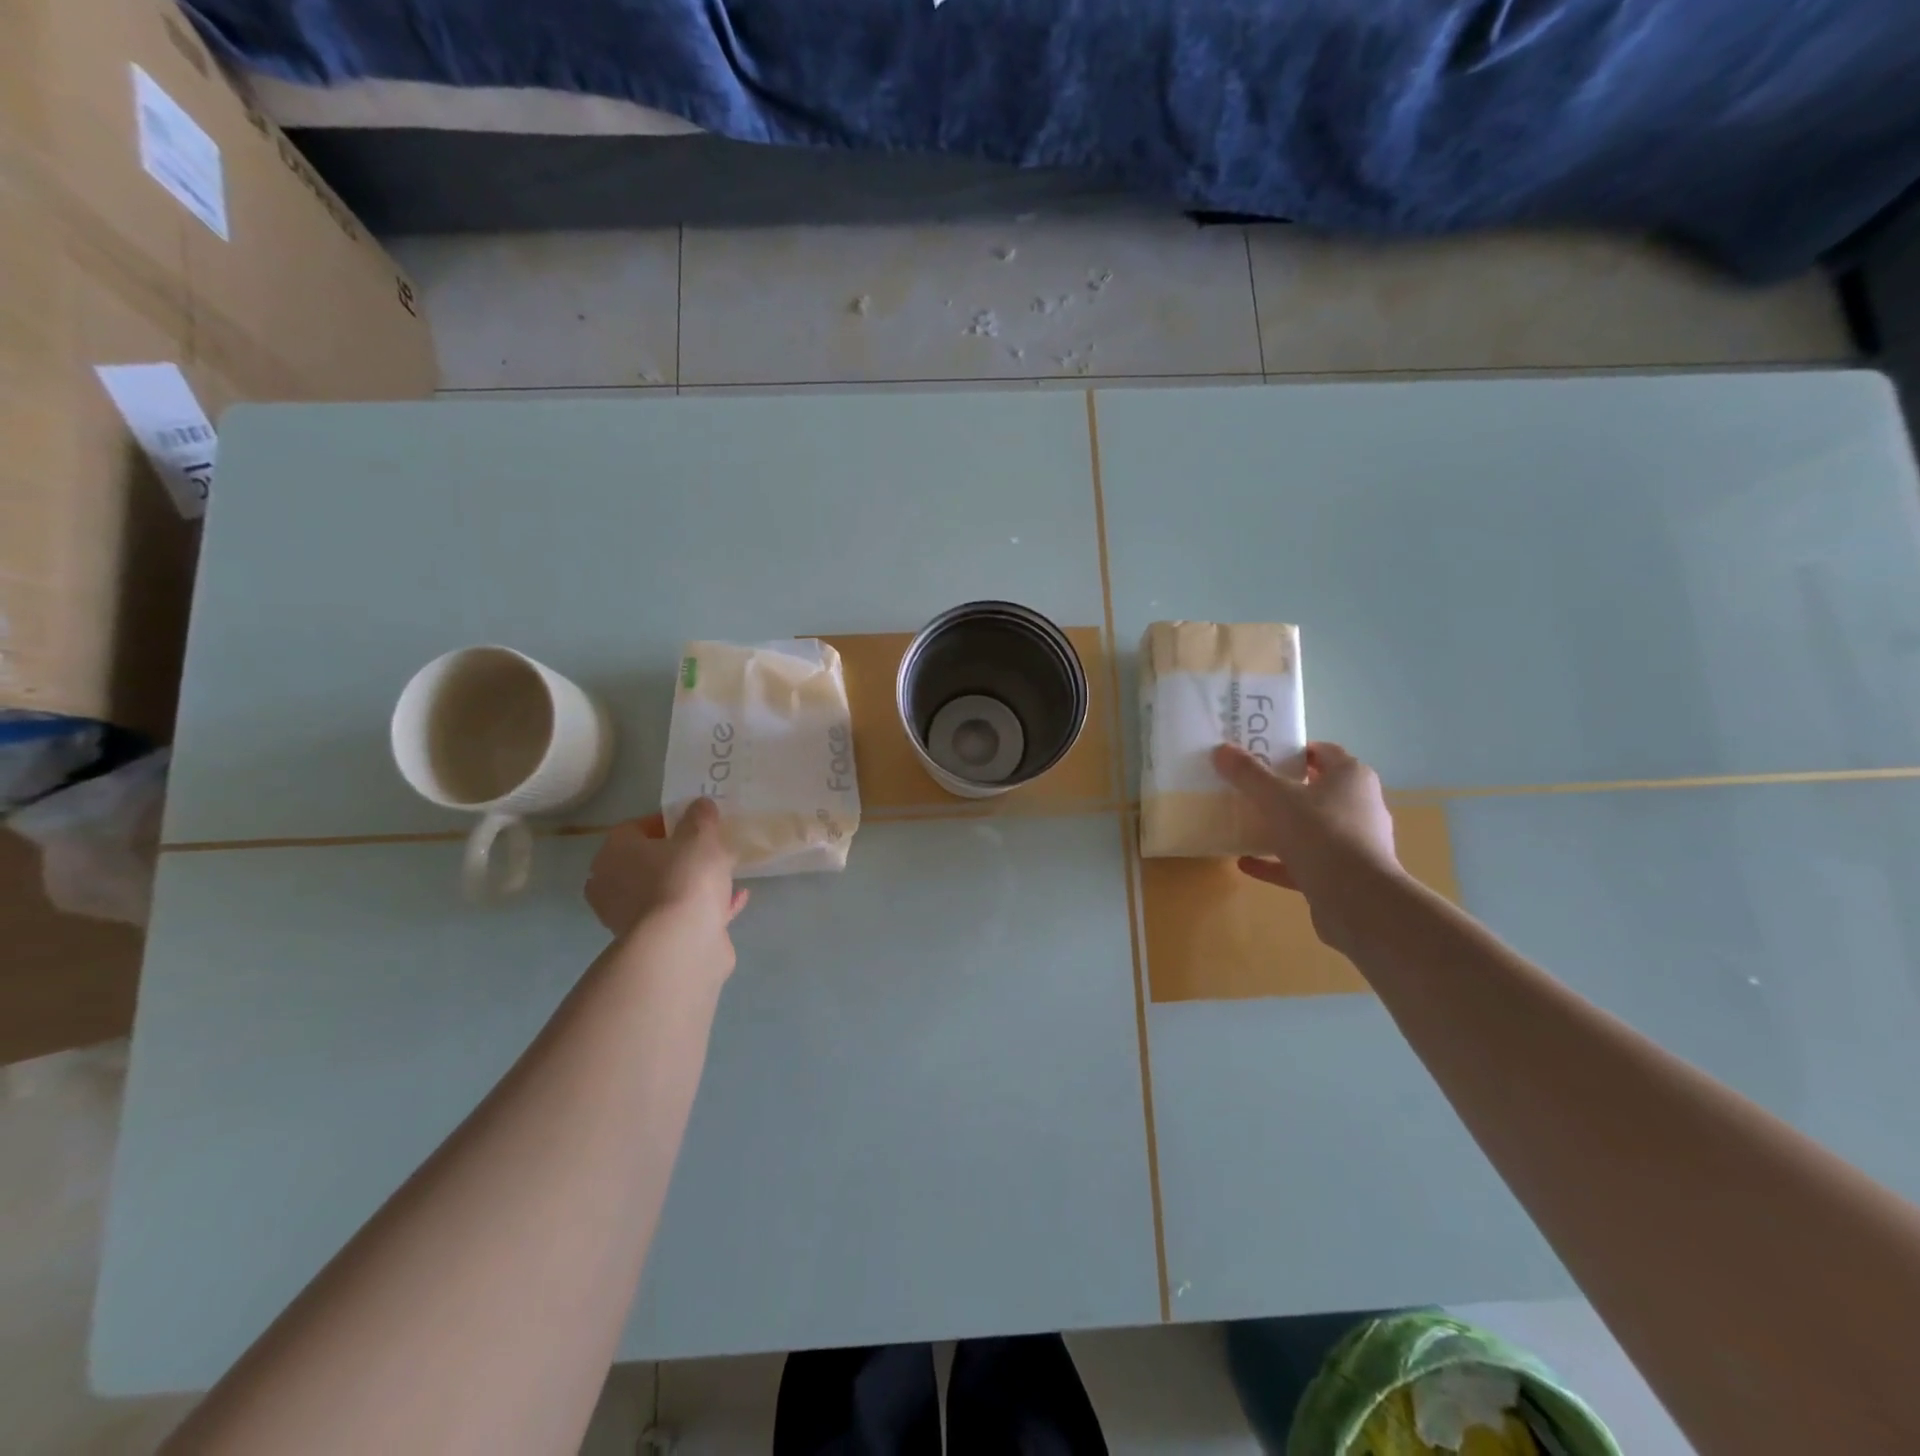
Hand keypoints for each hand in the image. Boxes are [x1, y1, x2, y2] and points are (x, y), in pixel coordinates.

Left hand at [585, 800, 747, 976]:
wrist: (681, 943)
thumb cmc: (685, 878)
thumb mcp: (701, 836)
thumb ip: (701, 817)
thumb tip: (700, 805)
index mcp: (614, 853)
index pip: (634, 828)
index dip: (666, 822)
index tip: (695, 823)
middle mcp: (612, 884)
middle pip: (646, 861)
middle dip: (676, 856)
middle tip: (707, 850)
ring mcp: (629, 917)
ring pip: (663, 890)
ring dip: (690, 883)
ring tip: (724, 876)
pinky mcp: (651, 942)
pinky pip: (679, 915)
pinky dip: (703, 907)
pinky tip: (734, 900)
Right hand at [1212, 741, 1402, 948]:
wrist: (1358, 901)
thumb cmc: (1321, 834)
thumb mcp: (1276, 798)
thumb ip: (1248, 774)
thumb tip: (1222, 749)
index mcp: (1351, 777)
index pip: (1323, 752)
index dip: (1293, 750)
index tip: (1261, 754)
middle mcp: (1359, 805)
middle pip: (1317, 789)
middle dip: (1284, 789)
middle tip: (1248, 787)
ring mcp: (1353, 842)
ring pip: (1311, 827)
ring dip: (1281, 826)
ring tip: (1246, 824)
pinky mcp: (1344, 874)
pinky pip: (1304, 861)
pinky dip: (1277, 861)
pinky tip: (1247, 863)